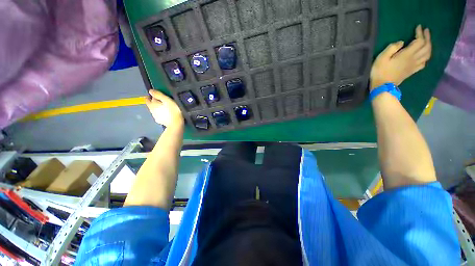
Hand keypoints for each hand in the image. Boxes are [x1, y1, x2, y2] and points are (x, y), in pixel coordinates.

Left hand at [146, 90, 182, 127]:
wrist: (176, 124)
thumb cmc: (173, 110)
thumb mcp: (167, 100)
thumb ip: (158, 95)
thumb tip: (150, 91)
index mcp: (152, 104)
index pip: (147, 99)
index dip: (151, 96)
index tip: (156, 95)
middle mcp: (151, 110)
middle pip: (150, 105)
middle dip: (154, 102)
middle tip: (161, 101)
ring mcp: (155, 117)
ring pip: (154, 110)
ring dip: (158, 108)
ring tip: (165, 108)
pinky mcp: (160, 121)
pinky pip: (158, 115)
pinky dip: (161, 114)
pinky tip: (166, 114)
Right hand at [370, 25, 431, 90]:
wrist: (382, 87)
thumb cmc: (380, 71)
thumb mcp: (381, 58)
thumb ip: (392, 48)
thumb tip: (401, 42)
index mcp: (407, 54)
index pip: (419, 41)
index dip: (420, 33)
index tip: (418, 26)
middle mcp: (414, 59)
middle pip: (426, 46)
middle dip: (427, 37)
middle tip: (425, 31)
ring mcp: (414, 66)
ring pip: (428, 54)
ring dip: (429, 46)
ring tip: (426, 41)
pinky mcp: (412, 71)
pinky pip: (424, 63)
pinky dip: (426, 57)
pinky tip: (424, 55)